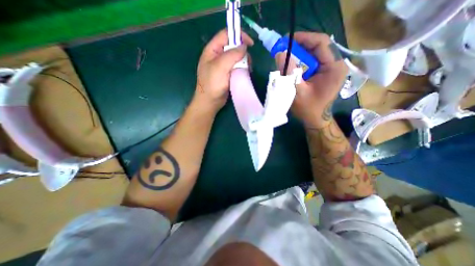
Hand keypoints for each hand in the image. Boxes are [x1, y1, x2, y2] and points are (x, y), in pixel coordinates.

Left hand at [192, 29, 253, 113]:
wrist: (210, 102)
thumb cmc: (212, 84)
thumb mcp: (220, 67)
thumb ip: (232, 55)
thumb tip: (244, 47)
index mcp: (212, 50)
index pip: (226, 35)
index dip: (239, 35)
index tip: (251, 44)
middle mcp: (217, 56)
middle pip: (233, 47)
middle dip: (243, 52)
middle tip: (248, 62)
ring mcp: (222, 66)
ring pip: (236, 58)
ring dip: (244, 62)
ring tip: (247, 70)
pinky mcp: (227, 74)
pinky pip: (236, 67)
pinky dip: (242, 69)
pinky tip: (245, 74)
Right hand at [275, 32, 347, 126]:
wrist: (316, 119)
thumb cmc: (308, 109)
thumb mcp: (297, 92)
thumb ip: (289, 73)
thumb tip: (280, 54)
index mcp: (334, 67)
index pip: (321, 43)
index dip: (303, 38)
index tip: (287, 40)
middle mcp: (335, 64)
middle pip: (317, 47)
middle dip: (299, 47)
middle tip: (283, 50)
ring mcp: (330, 68)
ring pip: (313, 54)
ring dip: (298, 55)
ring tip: (285, 58)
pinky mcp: (325, 72)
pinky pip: (312, 62)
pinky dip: (300, 62)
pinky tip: (291, 67)